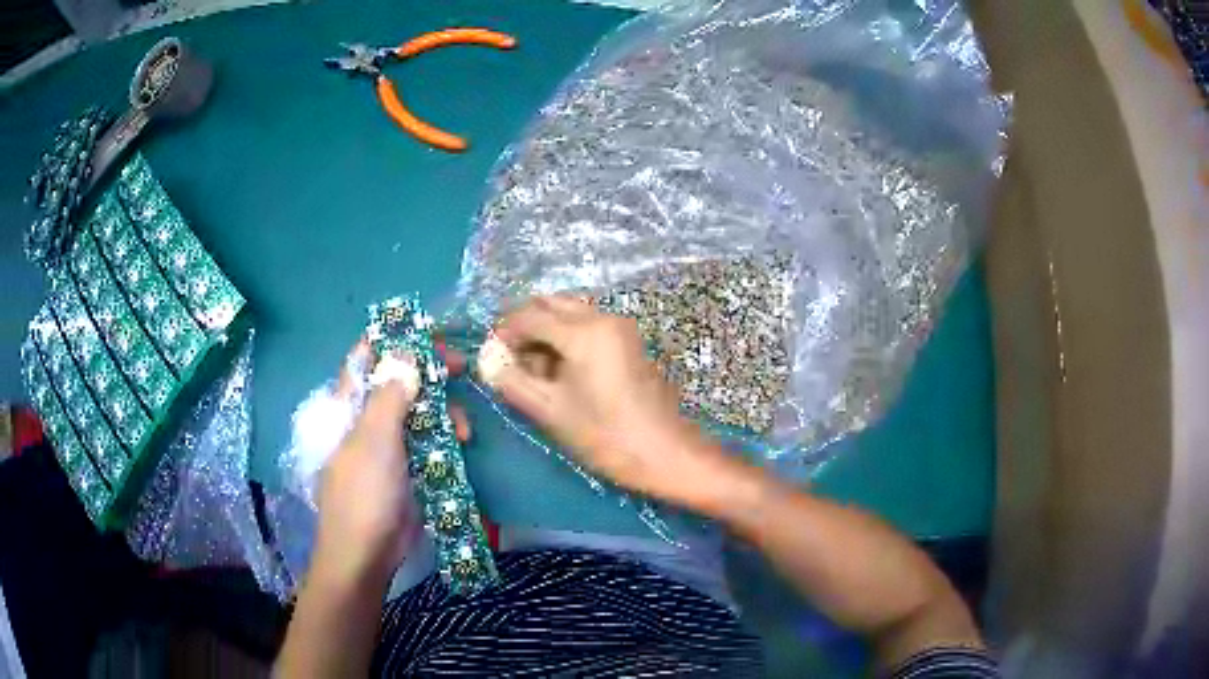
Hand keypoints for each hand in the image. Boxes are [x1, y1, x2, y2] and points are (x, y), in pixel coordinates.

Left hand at [313, 341, 469, 586]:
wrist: (367, 553)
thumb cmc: (363, 492)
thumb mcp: (375, 438)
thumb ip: (390, 393)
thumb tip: (405, 352)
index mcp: (350, 404)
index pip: (367, 356)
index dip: (394, 339)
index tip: (429, 333)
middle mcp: (369, 417)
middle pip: (399, 380)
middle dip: (430, 372)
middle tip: (461, 367)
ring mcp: (390, 443)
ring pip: (420, 410)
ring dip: (444, 410)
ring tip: (462, 428)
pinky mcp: (410, 465)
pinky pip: (431, 438)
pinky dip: (447, 435)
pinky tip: (462, 442)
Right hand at [476, 296, 728, 504]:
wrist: (665, 452)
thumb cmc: (605, 436)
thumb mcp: (551, 411)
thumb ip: (513, 382)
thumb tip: (489, 363)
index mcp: (583, 331)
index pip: (529, 316)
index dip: (504, 332)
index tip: (491, 356)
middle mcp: (603, 317)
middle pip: (551, 304)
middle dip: (524, 326)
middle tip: (509, 359)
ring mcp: (620, 327)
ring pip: (569, 313)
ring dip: (545, 331)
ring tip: (533, 370)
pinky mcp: (628, 341)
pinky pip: (588, 325)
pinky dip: (566, 337)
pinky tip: (559, 371)